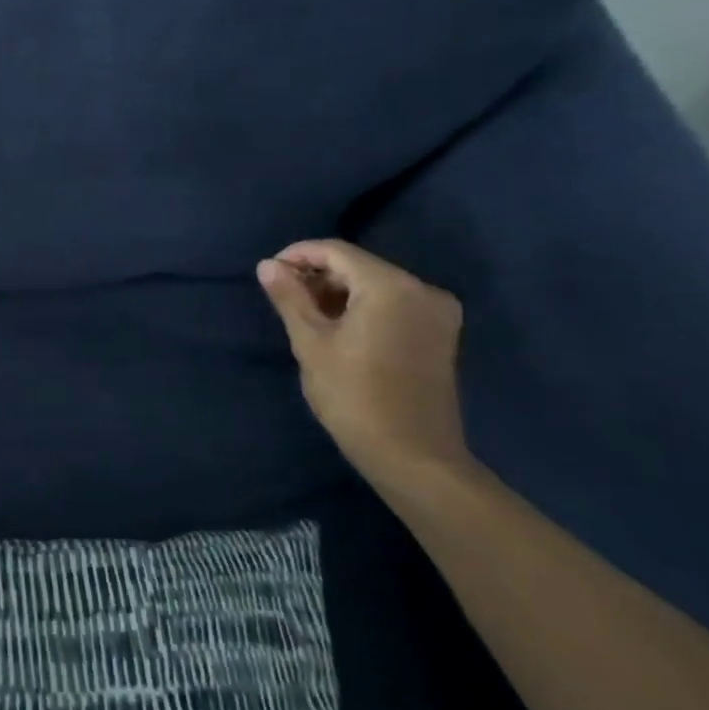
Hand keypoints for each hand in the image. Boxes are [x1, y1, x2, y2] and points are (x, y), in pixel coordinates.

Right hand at [256, 239, 473, 493]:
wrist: (414, 458)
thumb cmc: (355, 398)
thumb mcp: (311, 344)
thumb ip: (290, 298)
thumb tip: (267, 265)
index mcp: (390, 286)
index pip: (336, 251)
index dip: (298, 255)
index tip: (269, 273)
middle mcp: (422, 289)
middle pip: (359, 266)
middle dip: (318, 275)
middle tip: (284, 298)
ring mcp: (437, 312)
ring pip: (376, 285)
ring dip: (339, 293)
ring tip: (306, 315)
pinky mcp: (441, 334)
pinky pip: (394, 304)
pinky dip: (364, 307)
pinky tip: (339, 328)